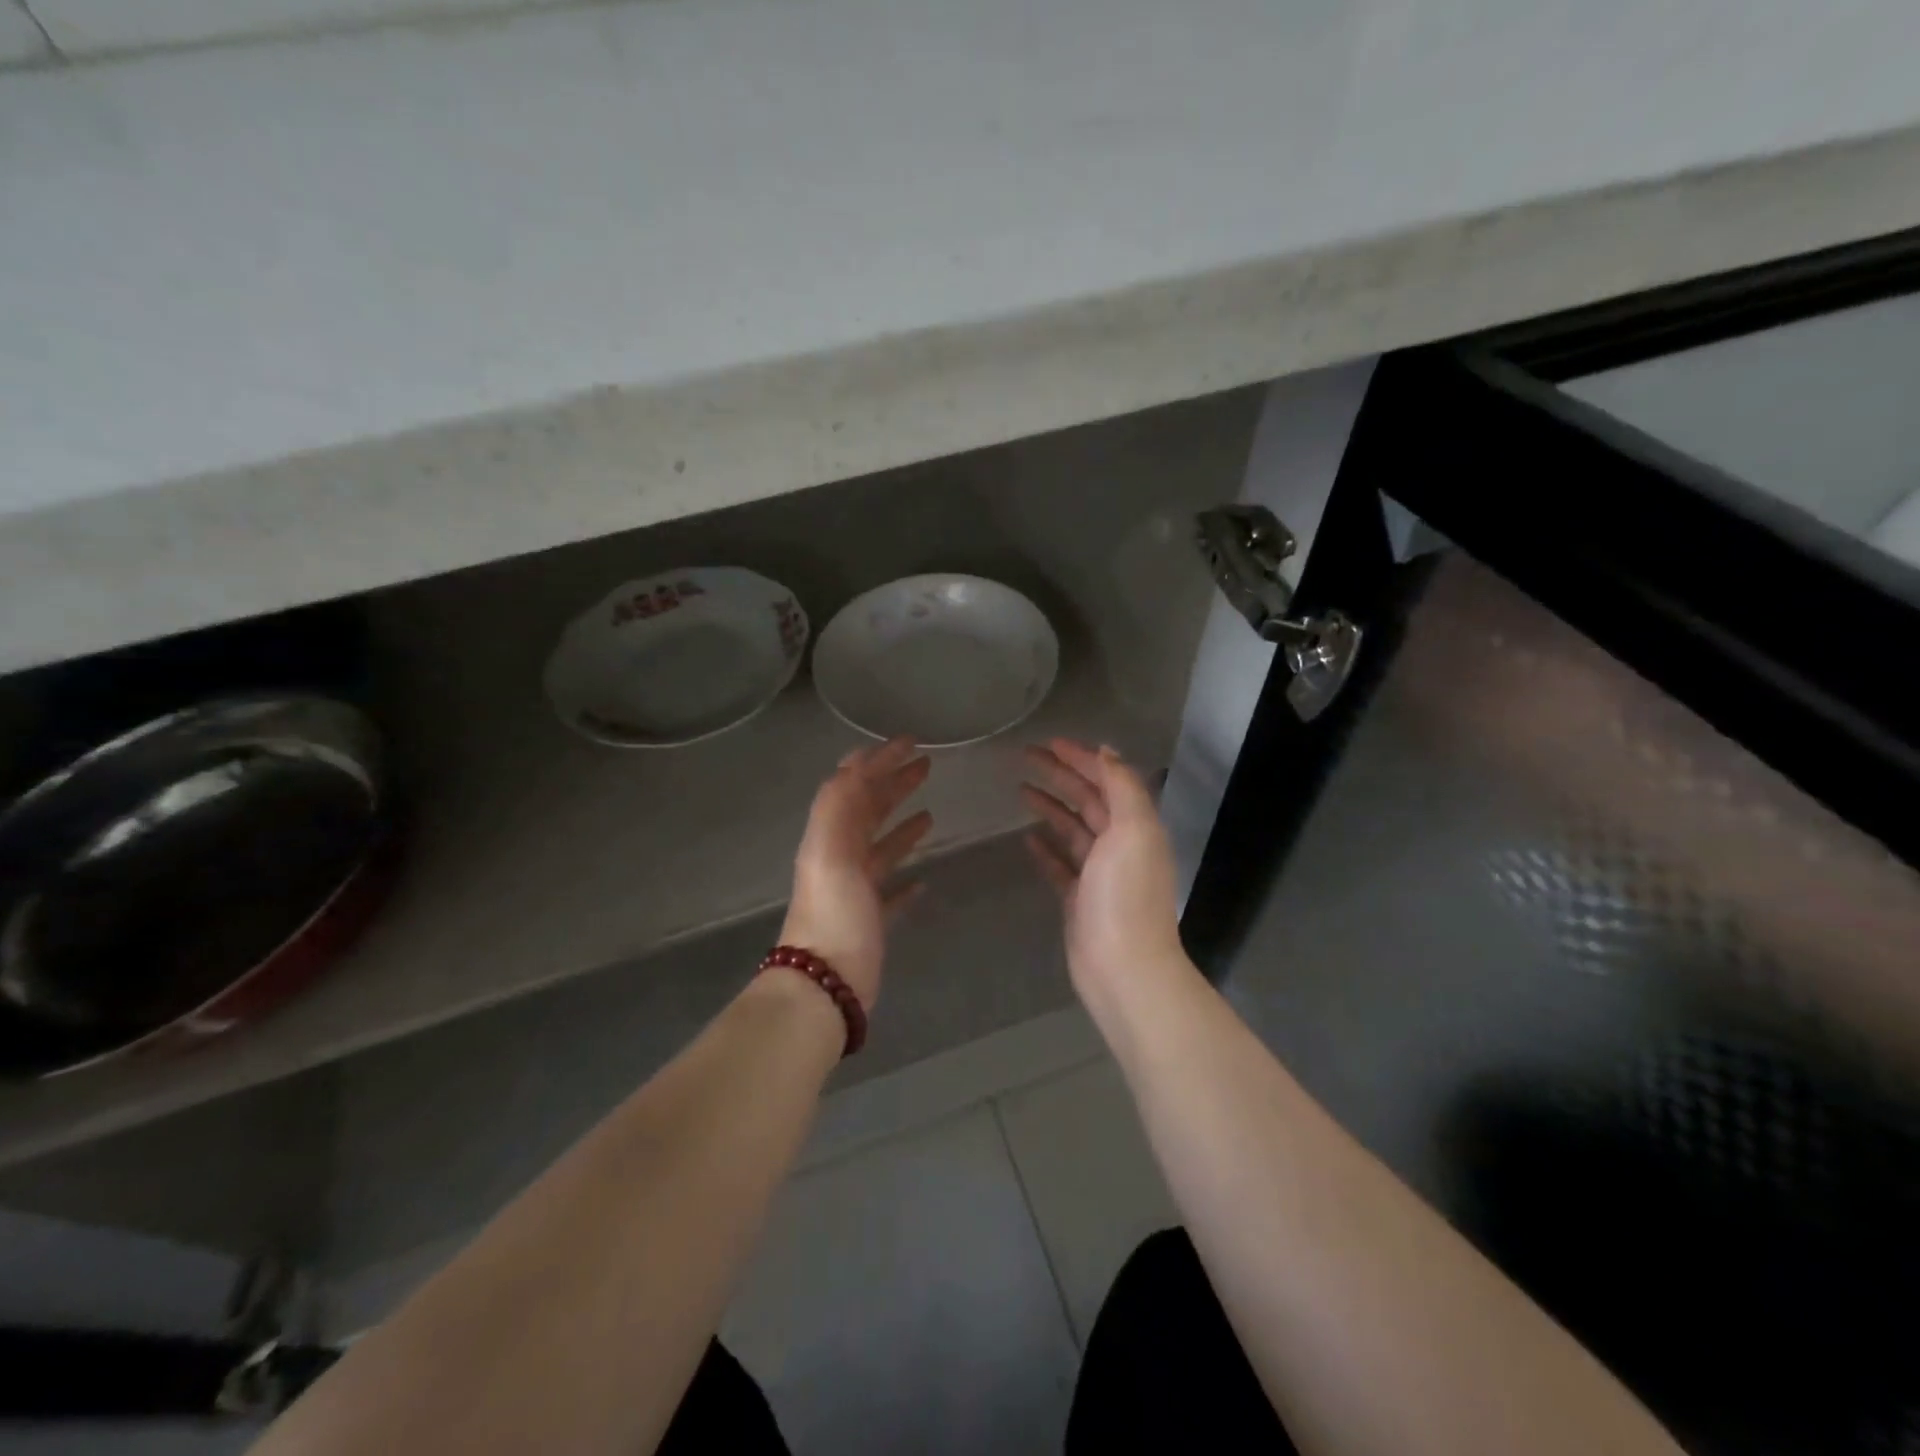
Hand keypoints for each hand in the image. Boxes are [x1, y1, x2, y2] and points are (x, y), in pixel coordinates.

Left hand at [780, 737, 932, 1010]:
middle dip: (894, 784)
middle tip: (927, 766)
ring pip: (881, 848)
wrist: (824, 985)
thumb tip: (854, 764)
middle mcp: (839, 858)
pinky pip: (890, 891)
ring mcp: (855, 891)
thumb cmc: (834, 914)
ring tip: (931, 812)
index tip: (908, 741)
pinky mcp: (870, 921)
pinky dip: (905, 878)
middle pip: (869, 811)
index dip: (877, 760)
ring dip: (902, 825)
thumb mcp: (831, 852)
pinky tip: (924, 879)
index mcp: (829, 837)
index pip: (852, 786)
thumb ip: (839, 806)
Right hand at [1022, 739, 1186, 999]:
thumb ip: (1122, 786)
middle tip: (1025, 757)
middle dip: (1060, 775)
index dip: (1081, 758)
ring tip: (1021, 789)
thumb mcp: (1132, 830)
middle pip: (1088, 799)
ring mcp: (1099, 874)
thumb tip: (1106, 751)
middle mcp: (1120, 844)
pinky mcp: (1079, 899)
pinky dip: (1045, 848)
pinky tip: (1026, 837)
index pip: (1107, 779)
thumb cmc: (1126, 896)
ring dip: (1050, 807)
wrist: (1123, 967)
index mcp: (1136, 825)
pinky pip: (1060, 864)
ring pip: (1072, 829)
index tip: (1050, 742)